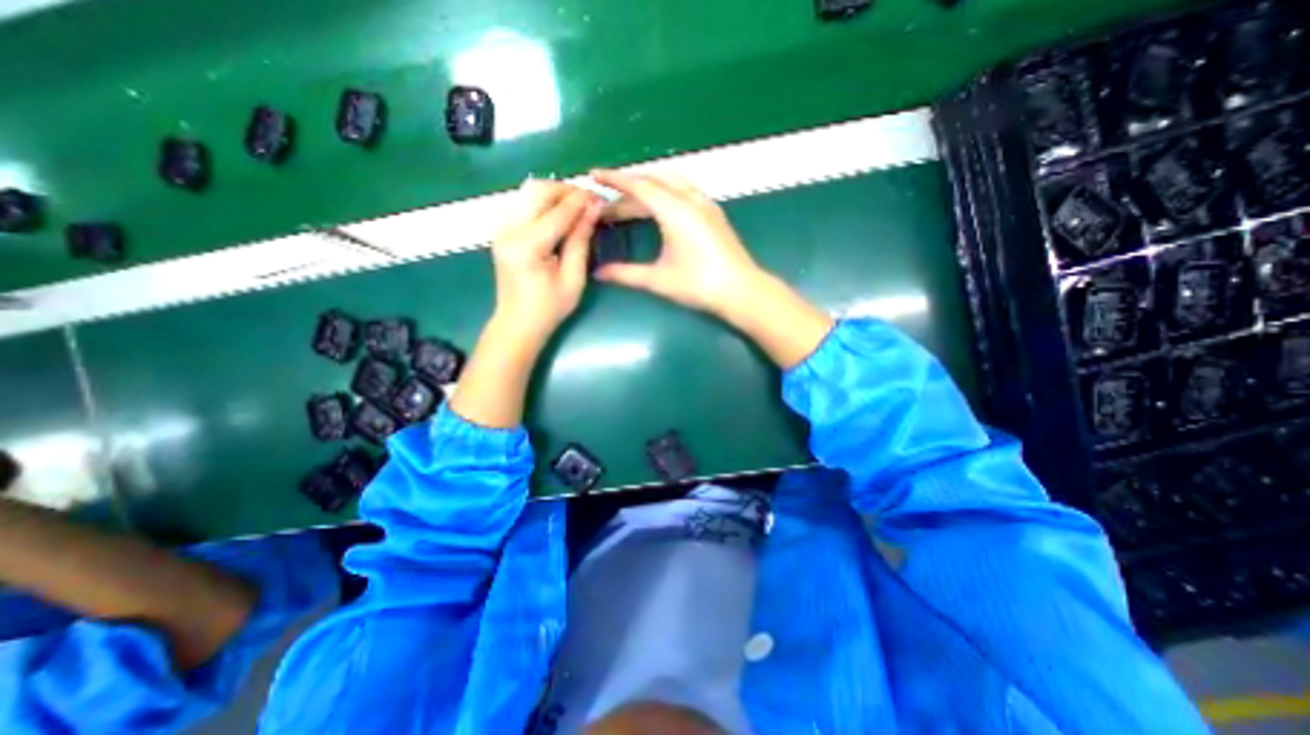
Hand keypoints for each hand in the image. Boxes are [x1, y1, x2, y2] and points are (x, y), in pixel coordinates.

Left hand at [444, 177, 597, 430]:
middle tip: (589, 200)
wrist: (517, 323)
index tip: (601, 196)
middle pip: (538, 190)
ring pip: (527, 191)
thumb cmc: (549, 308)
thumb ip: (580, 240)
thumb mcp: (573, 278)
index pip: (558, 211)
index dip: (581, 200)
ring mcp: (501, 228)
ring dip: (554, 192)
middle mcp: (509, 229)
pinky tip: (558, 213)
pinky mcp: (501, 230)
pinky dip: (542, 201)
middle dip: (566, 189)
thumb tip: (594, 209)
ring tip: (576, 205)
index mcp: (528, 245)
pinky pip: (522, 202)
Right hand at [589, 172, 762, 319]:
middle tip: (609, 201)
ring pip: (671, 182)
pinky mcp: (714, 213)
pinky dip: (666, 192)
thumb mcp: (659, 280)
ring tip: (630, 201)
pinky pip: (685, 190)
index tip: (594, 175)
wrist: (741, 291)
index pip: (639, 186)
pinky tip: (661, 207)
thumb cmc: (699, 285)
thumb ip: (626, 273)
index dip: (615, 180)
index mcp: (674, 210)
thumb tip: (599, 273)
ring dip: (648, 186)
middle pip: (654, 181)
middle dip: (629, 187)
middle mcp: (690, 199)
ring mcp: (705, 204)